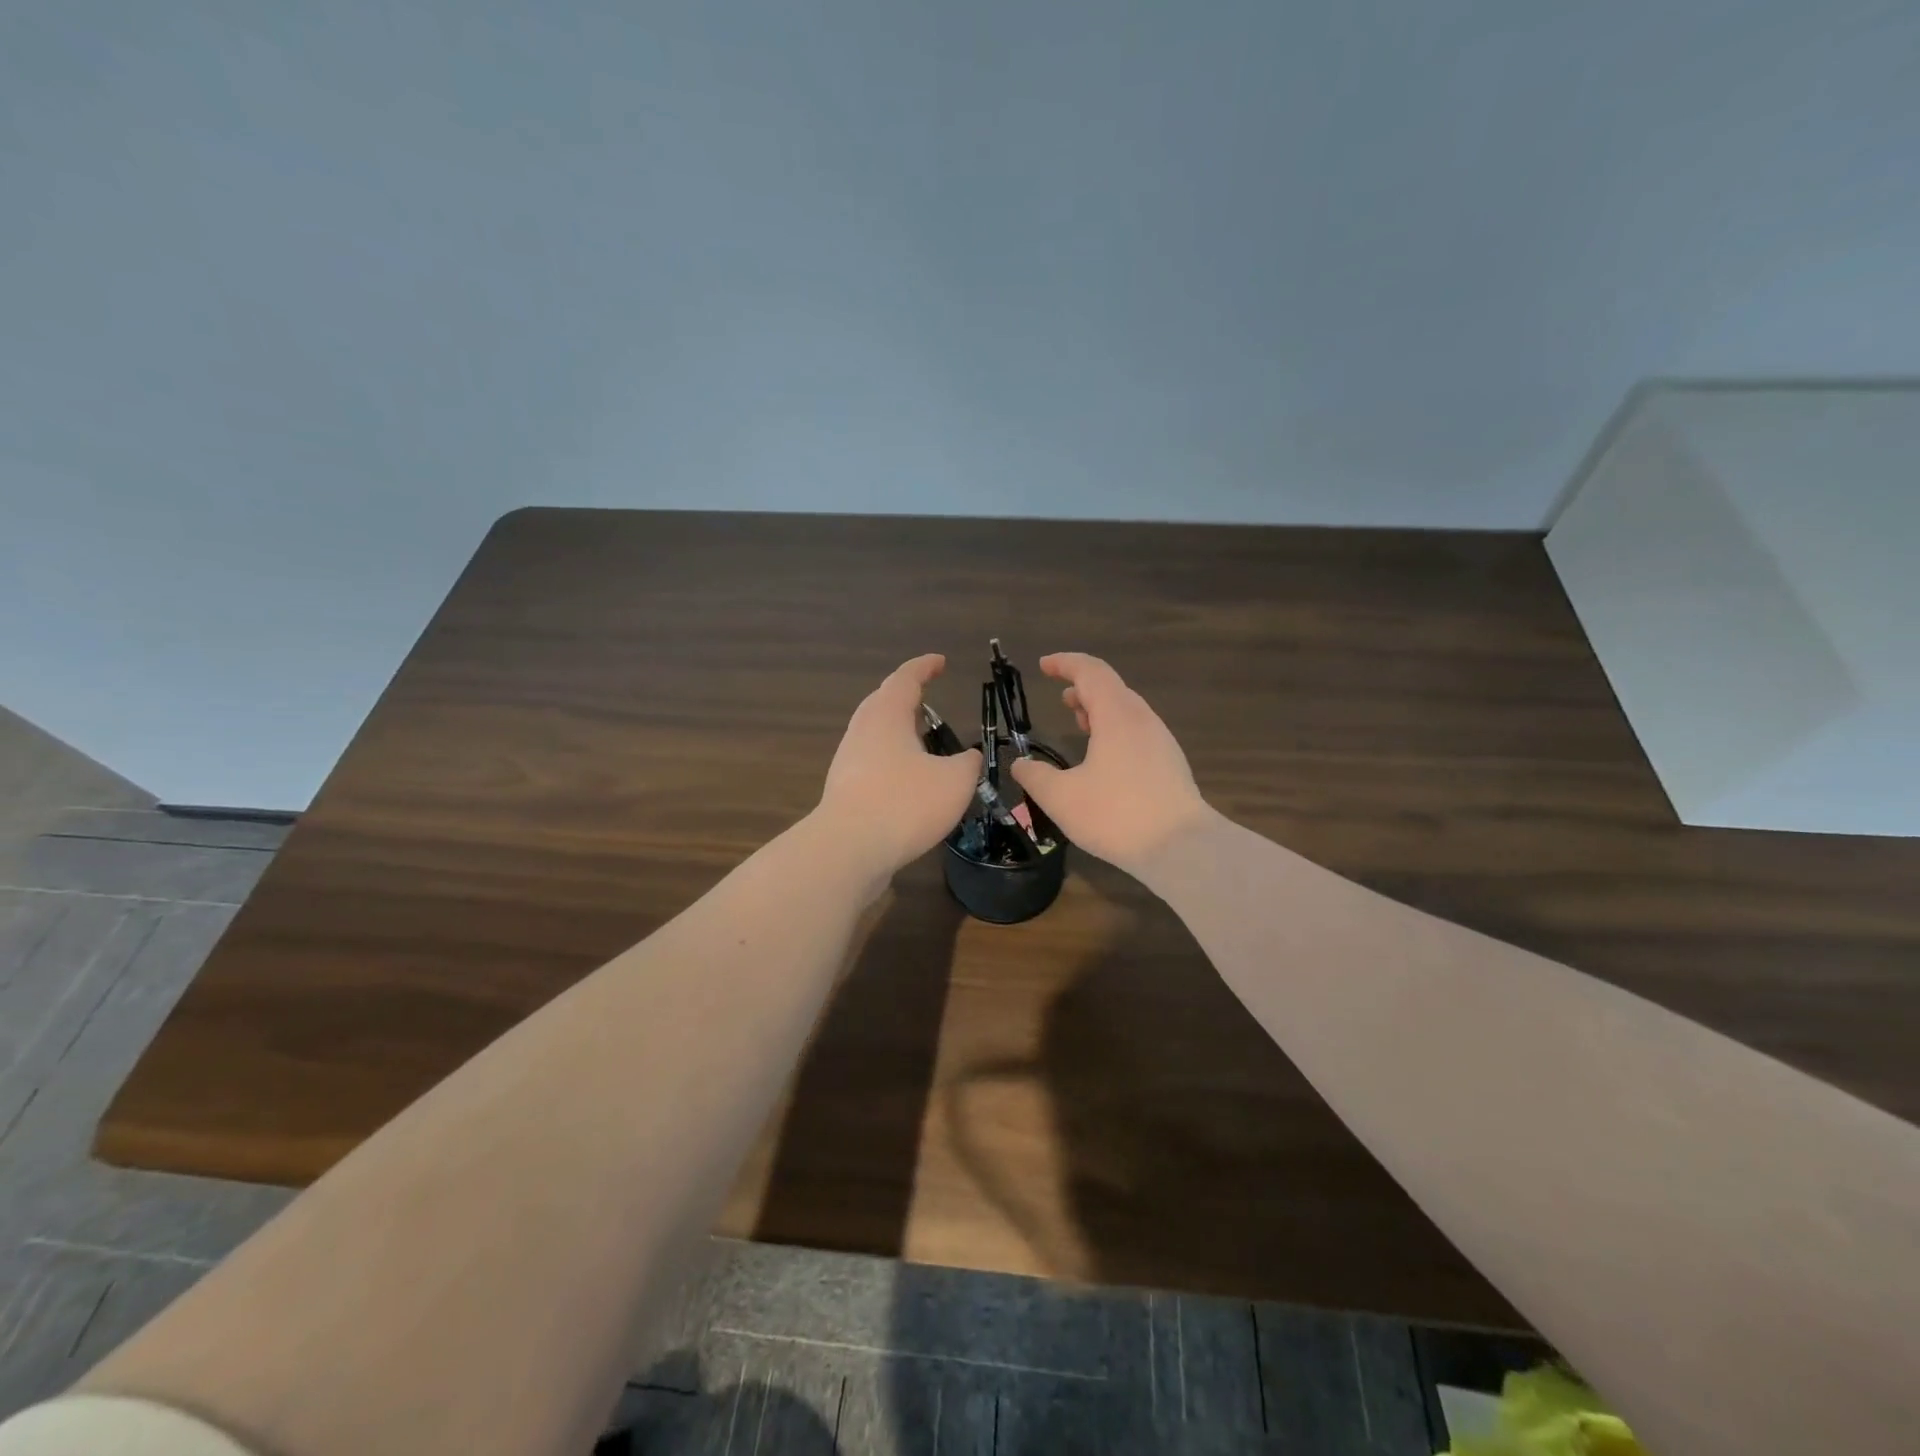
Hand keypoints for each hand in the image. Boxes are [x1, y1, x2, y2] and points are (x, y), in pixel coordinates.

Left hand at [819, 654, 982, 879]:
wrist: (848, 850)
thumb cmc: (905, 803)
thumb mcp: (955, 781)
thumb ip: (967, 763)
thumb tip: (968, 757)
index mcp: (886, 715)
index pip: (905, 678)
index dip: (924, 667)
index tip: (940, 662)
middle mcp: (862, 731)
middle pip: (882, 703)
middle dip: (905, 698)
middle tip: (926, 698)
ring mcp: (848, 762)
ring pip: (875, 735)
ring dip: (898, 732)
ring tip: (922, 741)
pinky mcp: (844, 791)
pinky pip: (872, 764)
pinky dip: (892, 761)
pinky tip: (909, 780)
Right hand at [1010, 652, 1210, 876]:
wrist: (1182, 848)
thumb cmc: (1117, 816)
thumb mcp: (1062, 798)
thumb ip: (1035, 777)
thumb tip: (1021, 765)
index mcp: (1116, 716)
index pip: (1091, 671)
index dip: (1065, 663)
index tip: (1043, 666)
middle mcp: (1142, 720)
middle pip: (1111, 687)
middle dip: (1083, 687)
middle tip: (1060, 699)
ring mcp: (1160, 741)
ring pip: (1126, 710)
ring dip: (1100, 709)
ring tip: (1079, 723)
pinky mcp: (1169, 763)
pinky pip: (1137, 730)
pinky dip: (1114, 729)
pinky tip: (1104, 757)